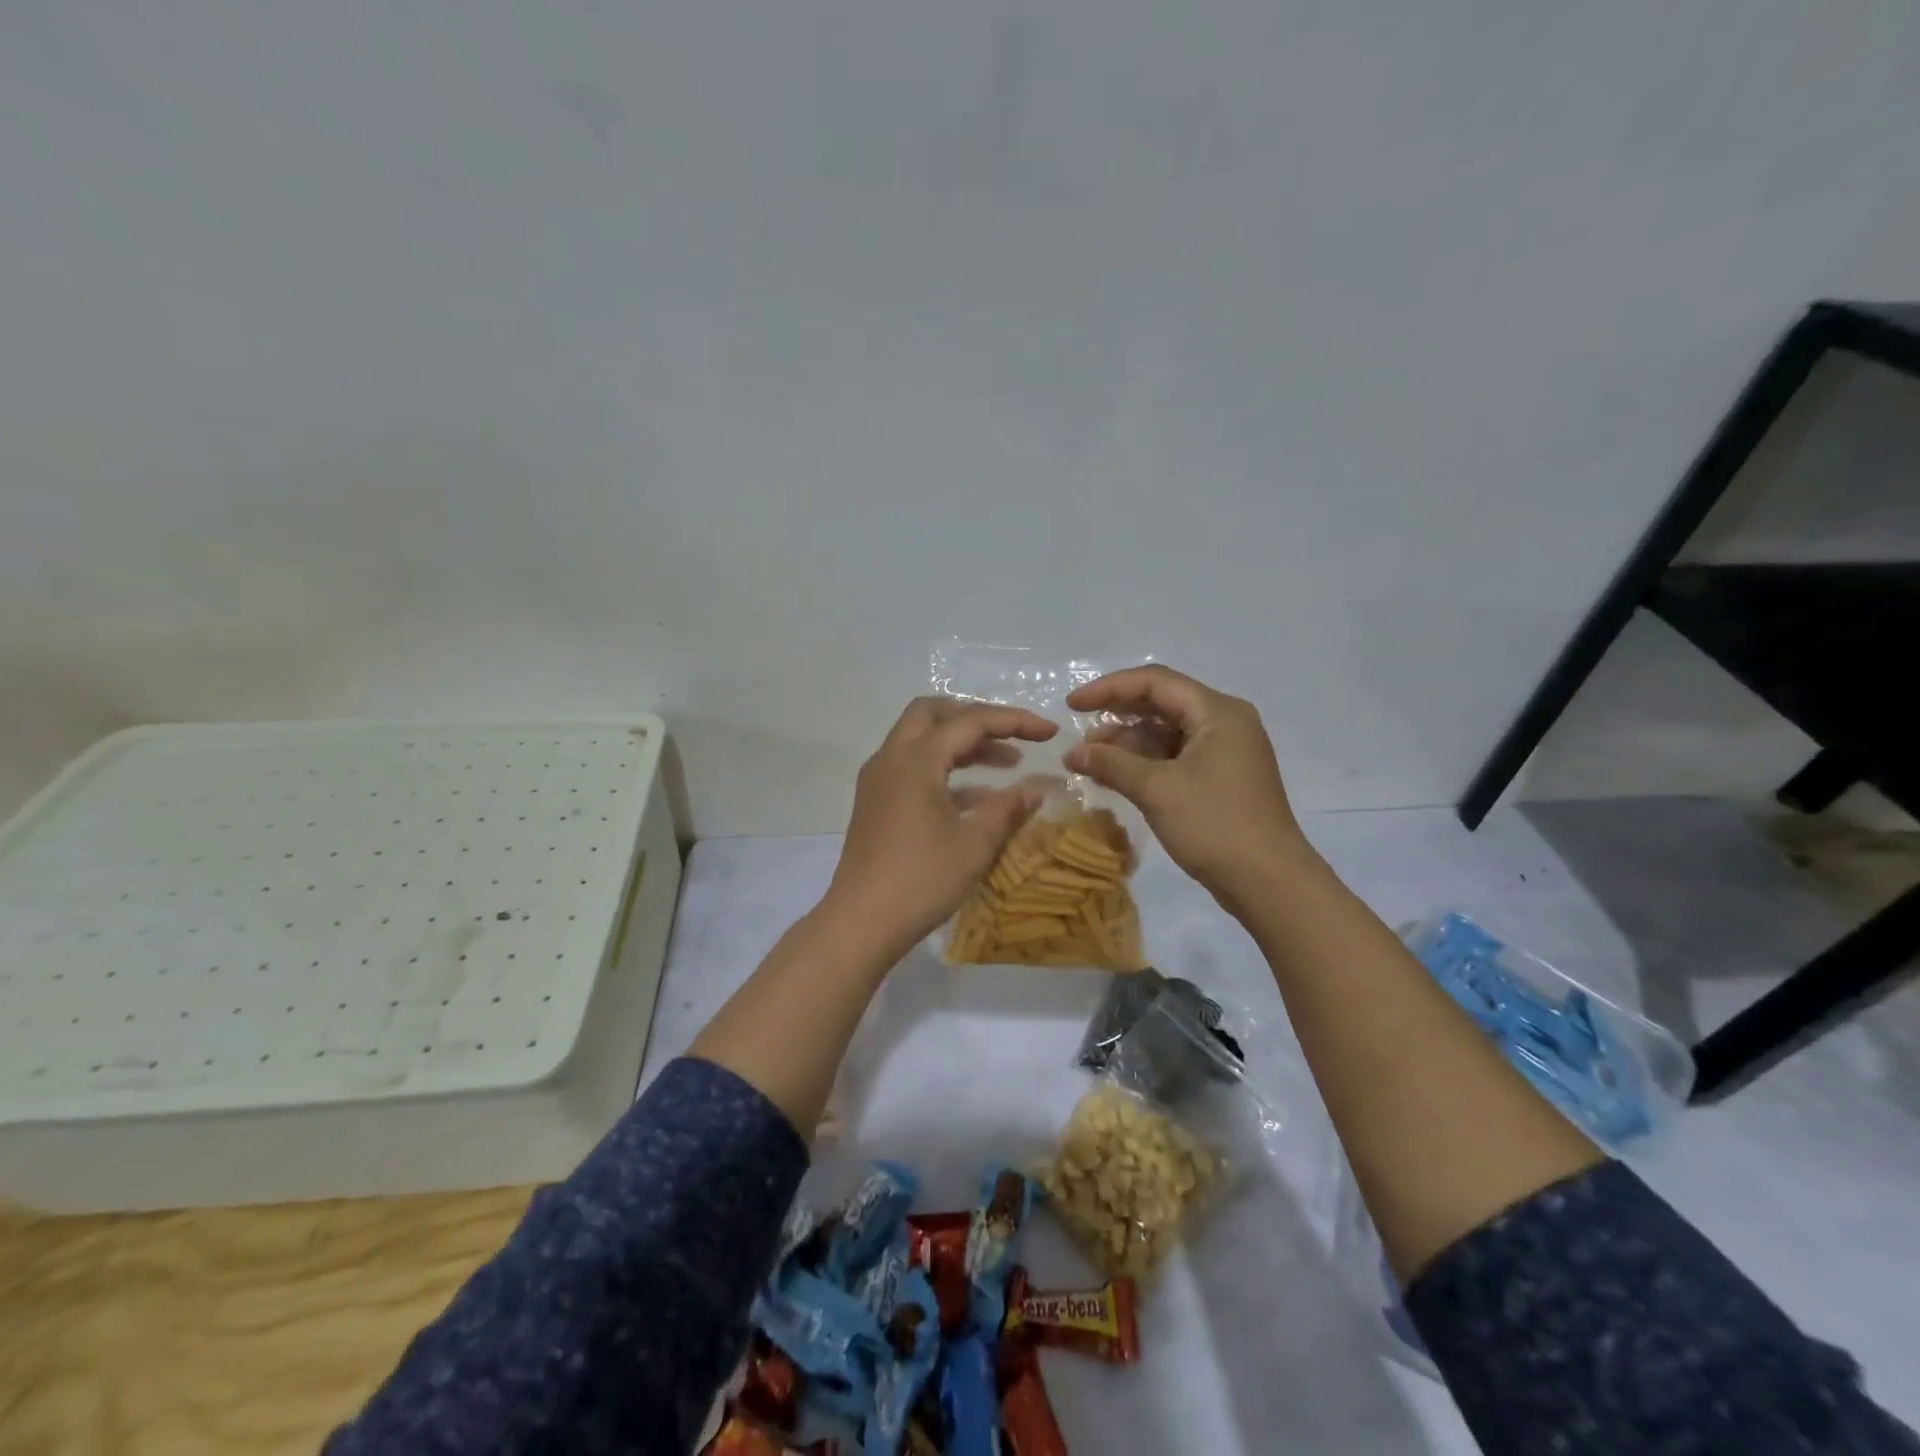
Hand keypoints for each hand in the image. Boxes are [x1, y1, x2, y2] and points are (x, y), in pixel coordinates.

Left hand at [825, 697, 1058, 956]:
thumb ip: (1008, 809)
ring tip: (1008, 764)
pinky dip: (945, 770)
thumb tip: (1037, 789)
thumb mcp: (975, 845)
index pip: (970, 721)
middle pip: (934, 713)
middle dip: (977, 718)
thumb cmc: (921, 880)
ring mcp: (879, 780)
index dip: (1015, 721)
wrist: (860, 922)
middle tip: (1013, 736)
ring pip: (921, 740)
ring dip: (962, 744)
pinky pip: (912, 768)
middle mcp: (891, 758)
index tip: (1051, 733)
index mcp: (916, 759)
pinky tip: (978, 798)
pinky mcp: (875, 803)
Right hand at [1063, 665, 1316, 913]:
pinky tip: (1114, 778)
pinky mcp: (1221, 779)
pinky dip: (1144, 764)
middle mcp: (1224, 723)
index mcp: (1217, 712)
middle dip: (1117, 717)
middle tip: (1079, 734)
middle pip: (1162, 704)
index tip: (1072, 705)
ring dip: (1127, 744)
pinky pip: (1176, 757)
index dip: (1109, 688)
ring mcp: (1225, 752)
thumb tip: (1073, 753)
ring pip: (1167, 733)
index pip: (1155, 682)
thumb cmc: (1214, 825)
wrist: (1269, 883)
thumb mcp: (1156, 790)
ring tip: (1089, 763)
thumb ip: (1111, 764)